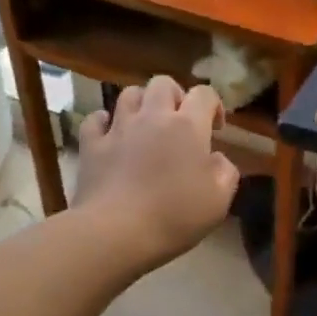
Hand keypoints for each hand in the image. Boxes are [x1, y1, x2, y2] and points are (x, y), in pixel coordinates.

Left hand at [74, 76, 240, 270]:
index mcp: (188, 126)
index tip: (215, 128)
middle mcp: (152, 117)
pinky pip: (95, 120)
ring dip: (141, 104)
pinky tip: (110, 134)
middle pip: (163, 84)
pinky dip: (104, 122)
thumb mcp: (219, 200)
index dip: (214, 105)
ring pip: (128, 94)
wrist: (117, 231)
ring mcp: (118, 129)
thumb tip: (217, 159)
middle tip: (179, 122)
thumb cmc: (175, 216)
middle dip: (175, 96)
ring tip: (146, 125)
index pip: (204, 94)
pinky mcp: (91, 146)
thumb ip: (225, 172)